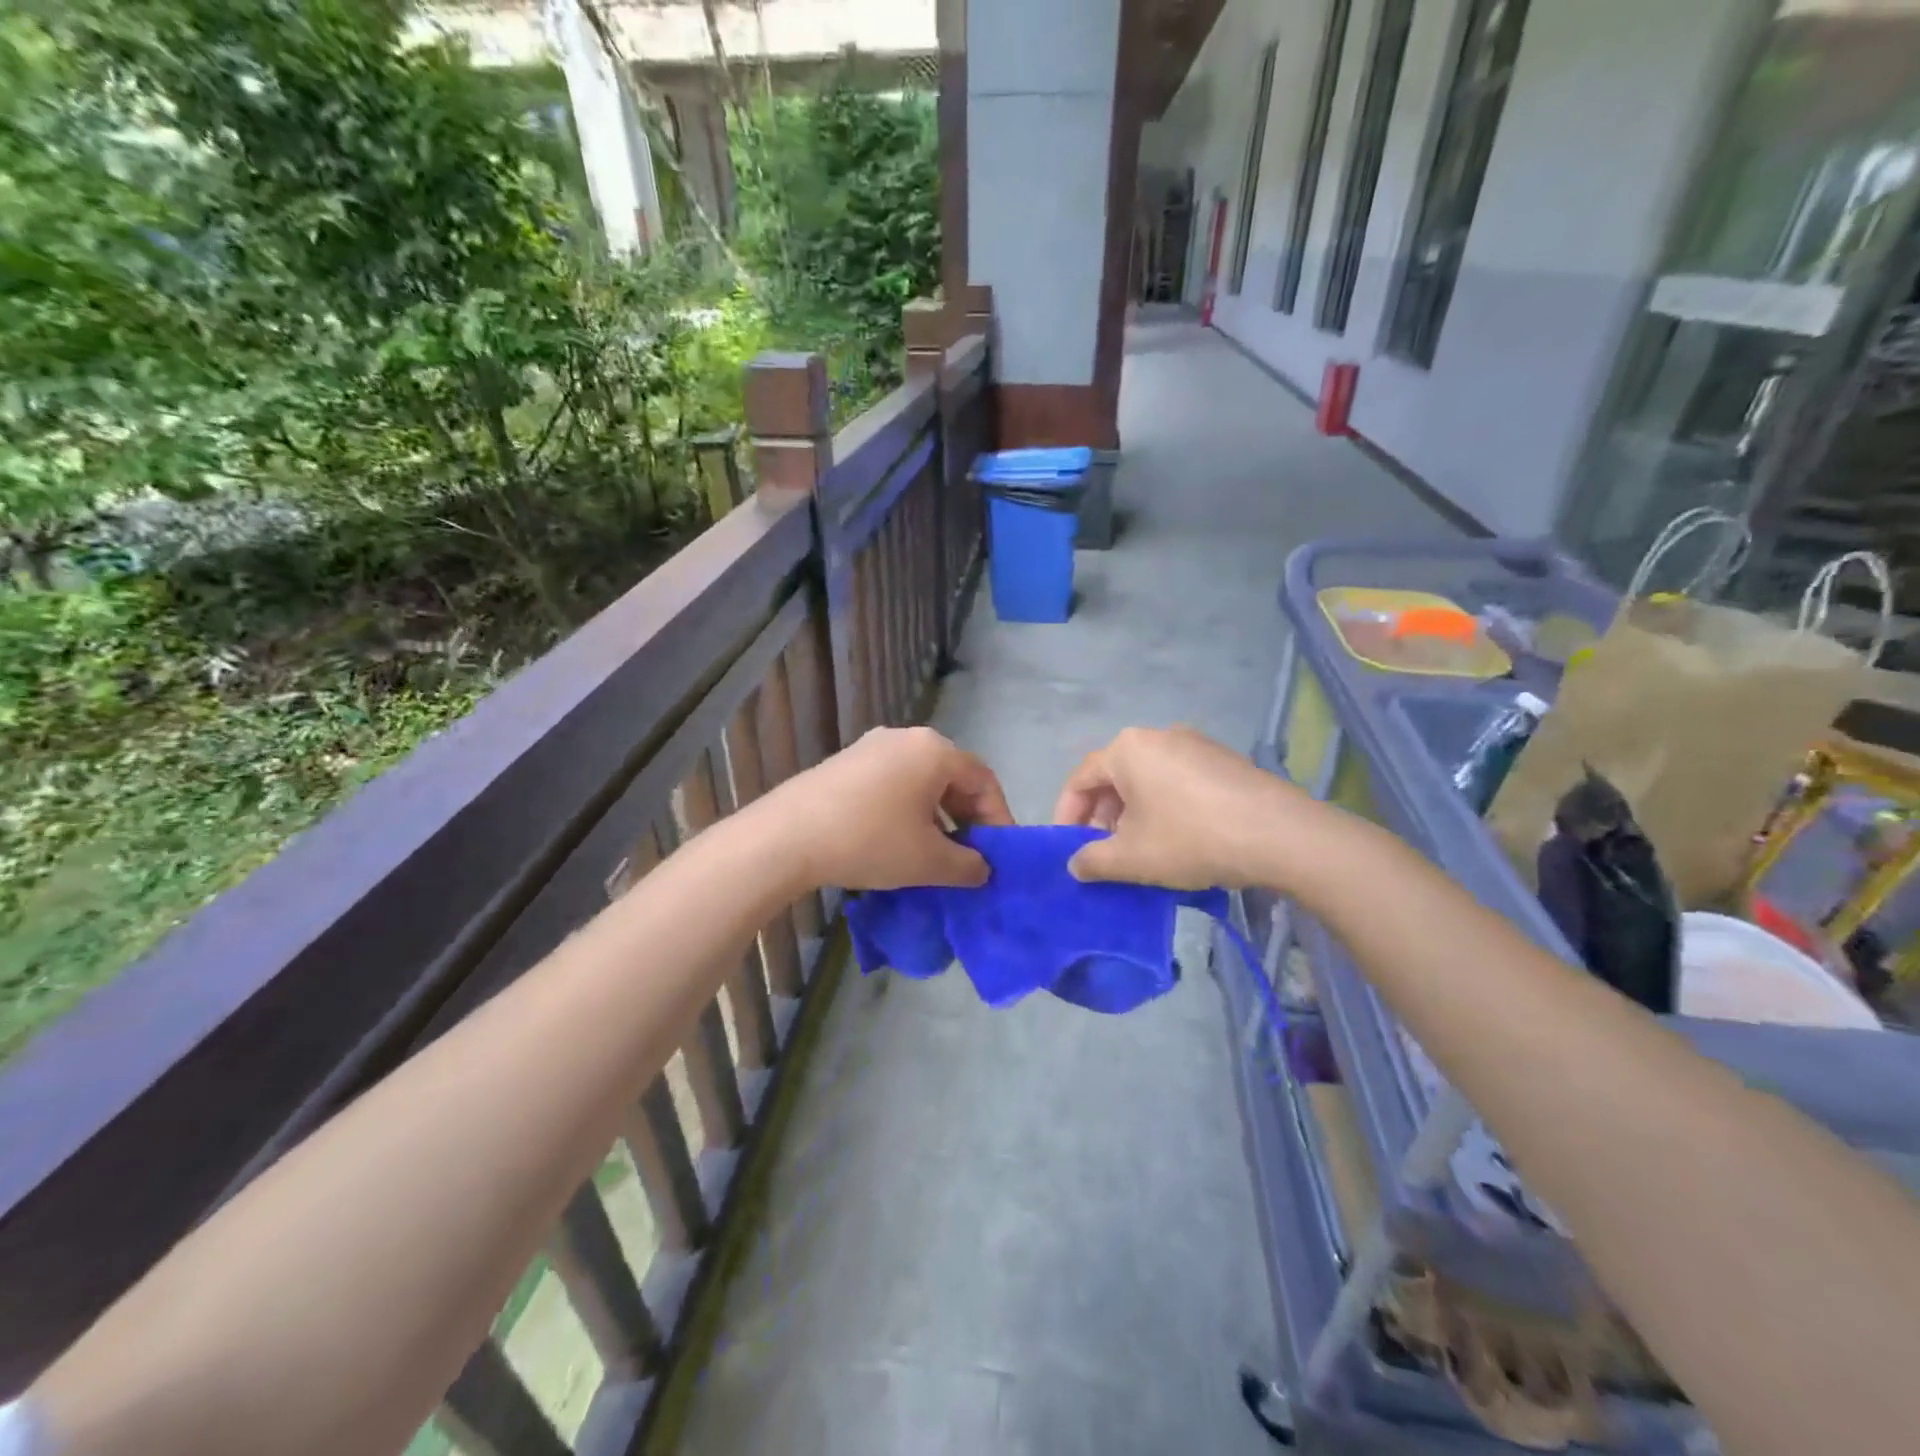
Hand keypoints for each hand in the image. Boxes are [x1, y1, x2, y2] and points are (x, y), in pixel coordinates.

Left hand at [765, 726, 1013, 890]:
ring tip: (935, 852)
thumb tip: (982, 868)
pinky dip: (907, 809)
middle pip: (952, 776)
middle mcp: (906, 738)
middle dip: (967, 817)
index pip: (983, 780)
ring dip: (937, 815)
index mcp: (934, 751)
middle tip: (970, 854)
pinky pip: (892, 782)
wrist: (786, 837)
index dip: (998, 818)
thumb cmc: (870, 841)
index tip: (1000, 854)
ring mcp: (871, 747)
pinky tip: (897, 840)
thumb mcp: (928, 862)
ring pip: (921, 780)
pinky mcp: (846, 762)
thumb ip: (968, 865)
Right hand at [1053, 726, 1314, 888]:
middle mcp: (1157, 735)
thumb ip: (1092, 860)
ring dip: (1131, 813)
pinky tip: (1177, 838)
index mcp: (1127, 749)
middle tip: (1103, 853)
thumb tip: (1075, 864)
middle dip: (1101, 817)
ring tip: (1139, 849)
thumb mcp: (1132, 858)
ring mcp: (1194, 744)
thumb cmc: (1191, 839)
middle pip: (1114, 777)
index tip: (1067, 848)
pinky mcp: (1222, 760)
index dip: (1066, 816)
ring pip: (1146, 779)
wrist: (1281, 835)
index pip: (1080, 779)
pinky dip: (1162, 806)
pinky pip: (1176, 780)